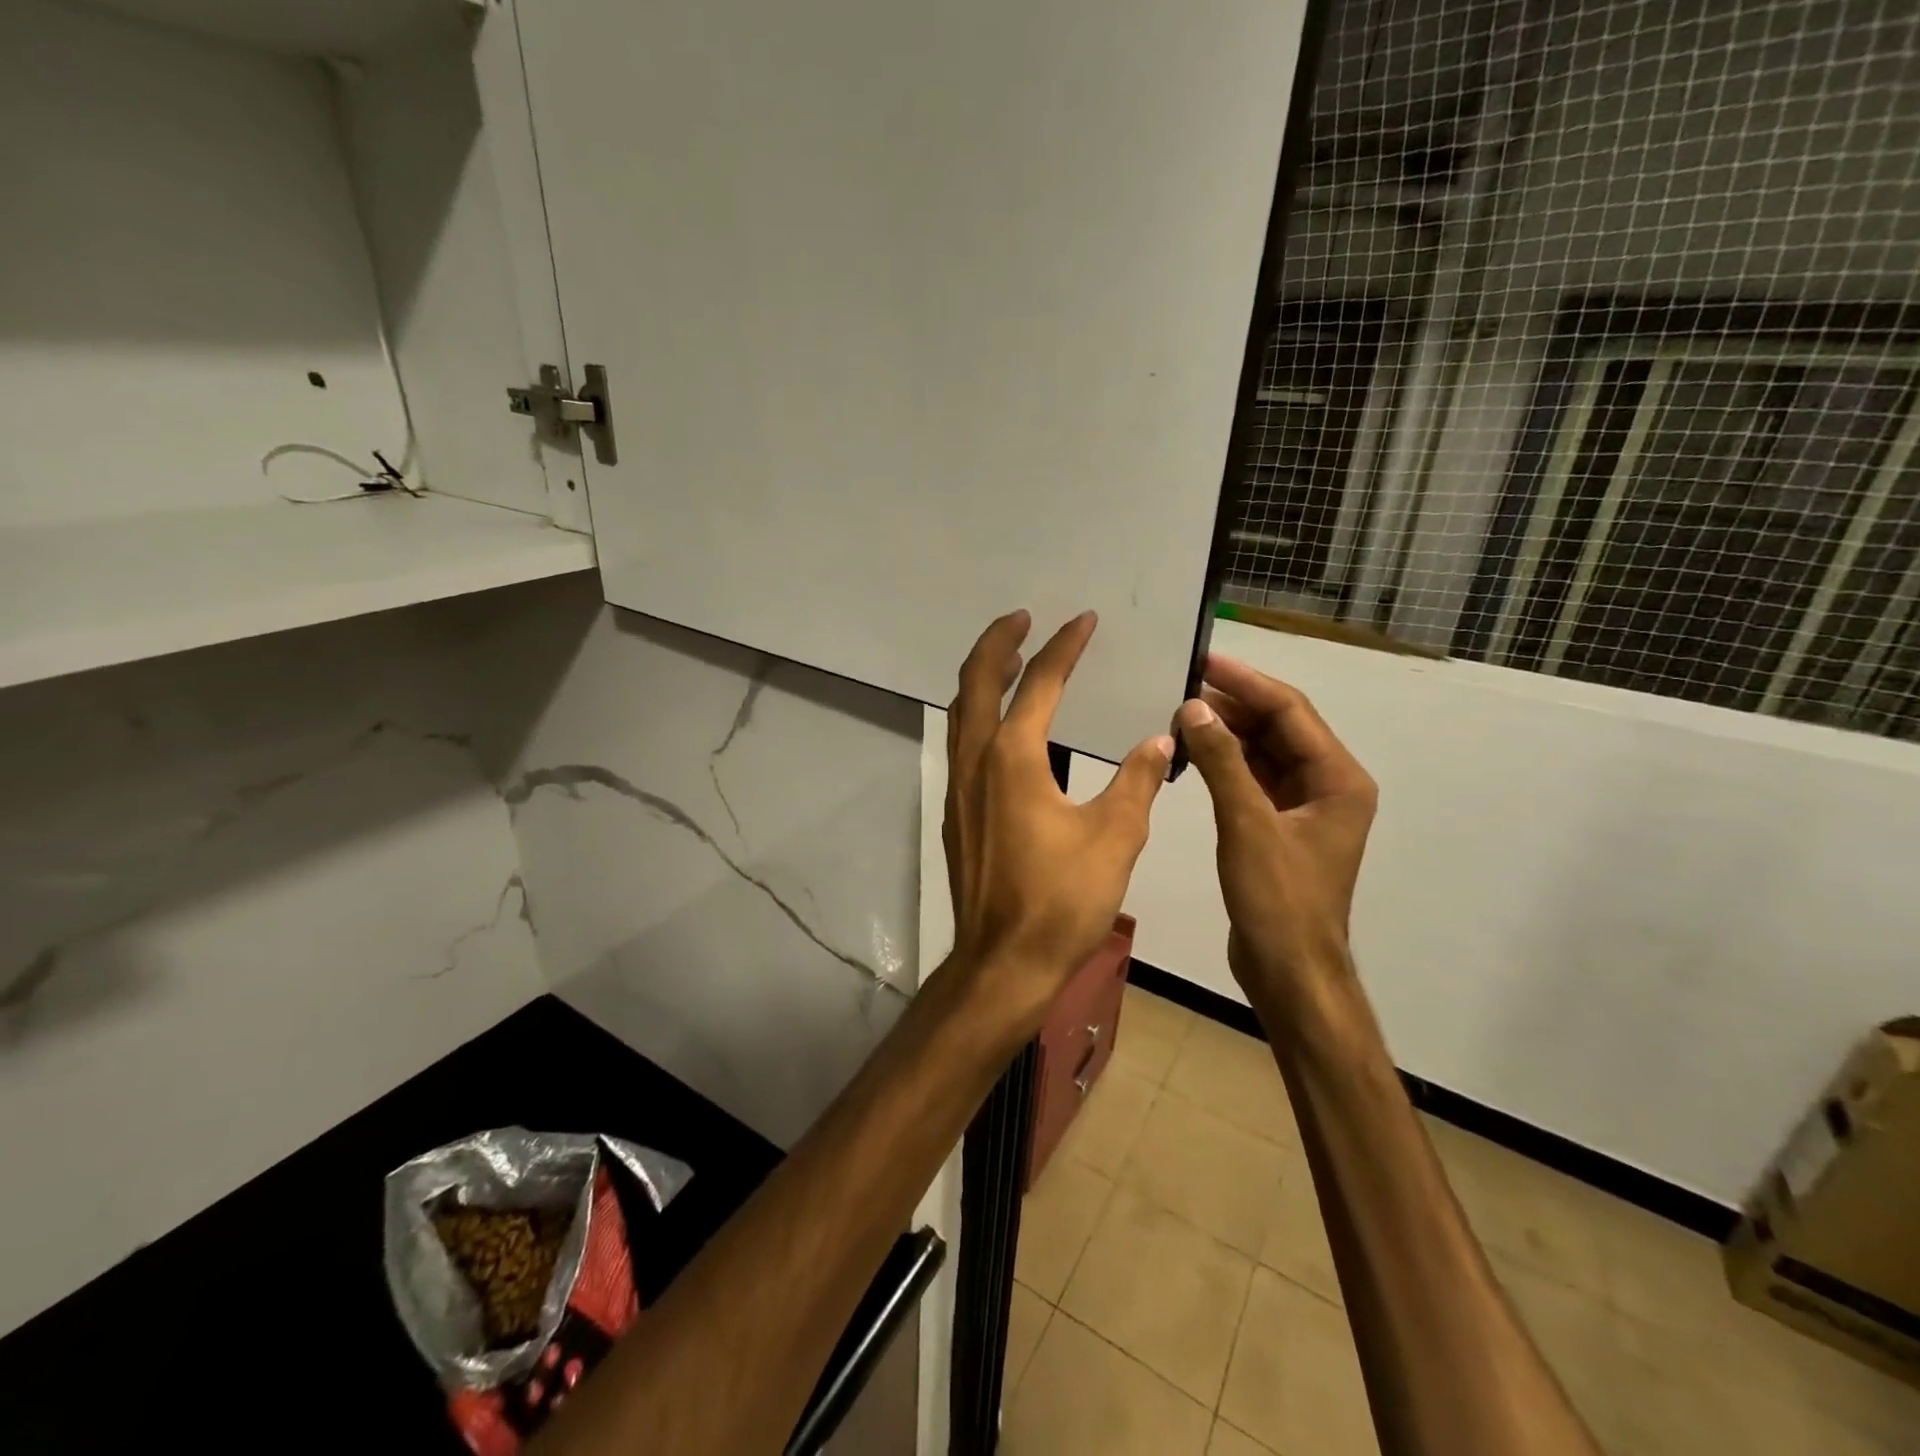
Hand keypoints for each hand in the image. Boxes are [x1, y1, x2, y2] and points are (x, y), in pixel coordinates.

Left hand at [944, 610, 1172, 1032]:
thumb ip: (1138, 780)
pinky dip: (979, 715)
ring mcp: (959, 787)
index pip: (1039, 683)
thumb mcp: (1115, 836)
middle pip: (975, 681)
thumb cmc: (1061, 900)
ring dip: (984, 678)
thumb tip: (1161, 738)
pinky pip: (962, 743)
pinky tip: (1004, 729)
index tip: (1083, 620)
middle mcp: (976, 761)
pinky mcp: (956, 812)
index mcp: (1013, 757)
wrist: (1003, 961)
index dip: (1064, 646)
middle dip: (998, 643)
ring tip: (1013, 661)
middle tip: (1023, 619)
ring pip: (961, 712)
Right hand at [1175, 653, 1376, 1003]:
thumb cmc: (1278, 900)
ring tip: (1181, 712)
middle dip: (1234, 705)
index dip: (1247, 683)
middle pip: (1279, 728)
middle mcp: (1328, 785)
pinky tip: (1193, 752)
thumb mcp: (1246, 826)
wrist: (1289, 971)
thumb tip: (1193, 707)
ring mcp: (1304, 807)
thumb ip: (1222, 763)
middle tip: (1182, 683)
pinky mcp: (1279, 827)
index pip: (1291, 712)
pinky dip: (1225, 764)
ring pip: (1264, 753)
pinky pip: (1253, 779)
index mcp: (1338, 779)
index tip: (1204, 660)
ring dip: (1227, 733)